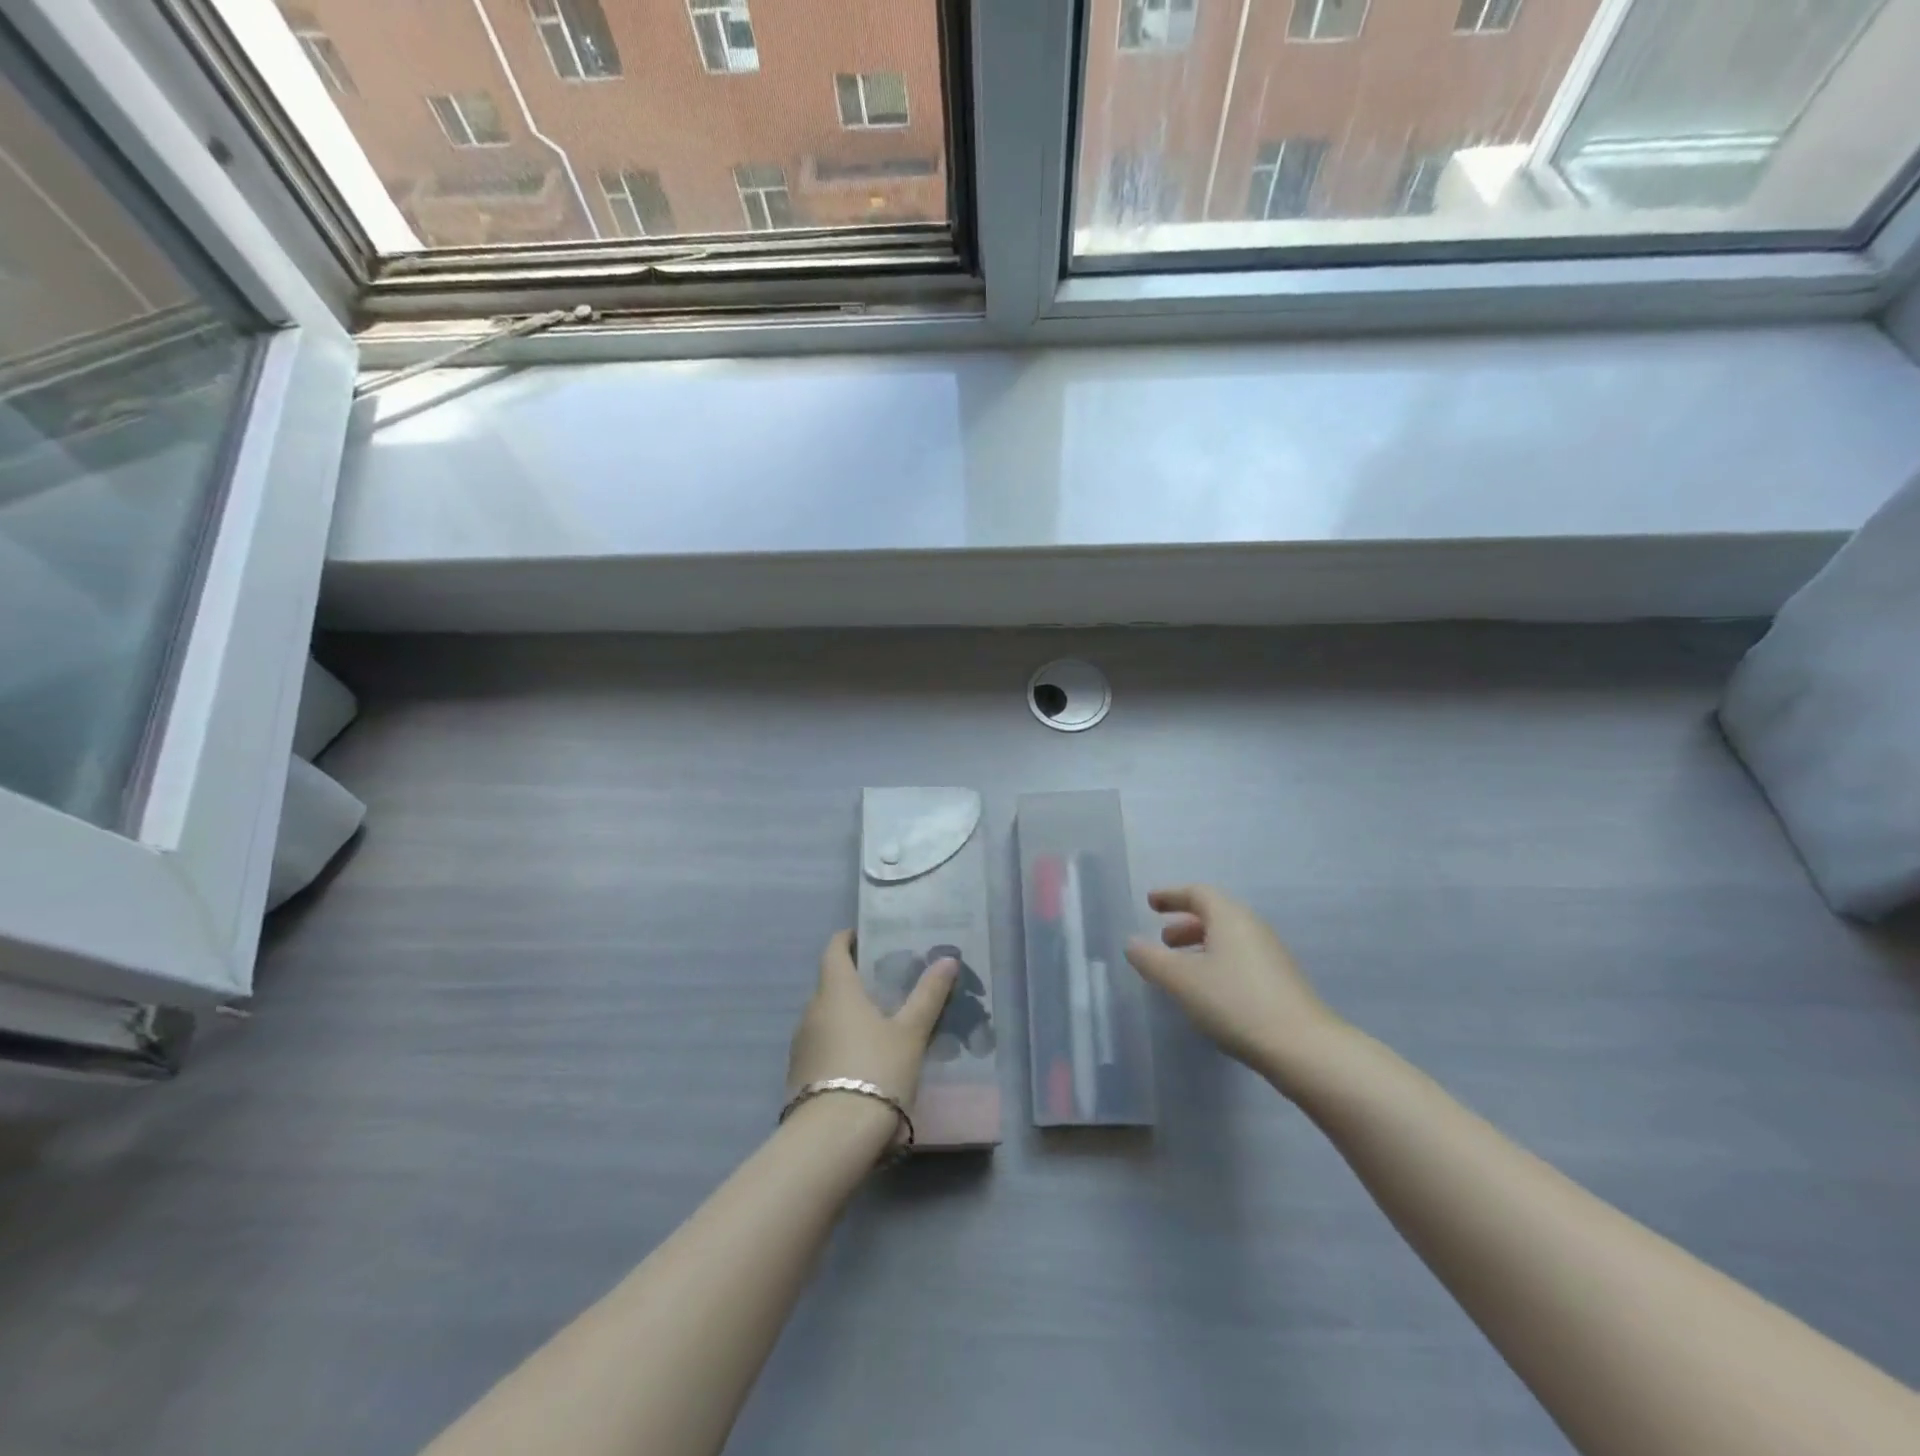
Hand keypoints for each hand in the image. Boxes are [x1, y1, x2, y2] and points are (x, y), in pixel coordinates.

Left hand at [788, 931, 957, 1112]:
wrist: (833, 1138)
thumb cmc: (876, 1070)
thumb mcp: (910, 1033)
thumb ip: (927, 996)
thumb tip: (947, 959)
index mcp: (836, 991)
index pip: (834, 950)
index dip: (847, 939)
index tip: (864, 937)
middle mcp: (812, 1010)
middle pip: (830, 984)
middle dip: (854, 981)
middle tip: (886, 986)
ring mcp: (801, 1045)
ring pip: (825, 1017)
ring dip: (846, 1015)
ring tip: (879, 1025)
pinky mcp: (799, 1076)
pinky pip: (821, 1046)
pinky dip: (839, 1043)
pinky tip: (862, 1062)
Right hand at [1126, 886, 1345, 1089]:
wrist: (1302, 1047)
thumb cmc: (1235, 1002)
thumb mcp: (1181, 980)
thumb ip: (1151, 959)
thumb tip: (1131, 943)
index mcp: (1230, 917)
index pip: (1197, 893)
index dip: (1171, 895)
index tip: (1151, 902)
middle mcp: (1252, 928)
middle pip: (1214, 915)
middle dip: (1184, 923)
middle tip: (1162, 940)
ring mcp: (1270, 955)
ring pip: (1227, 940)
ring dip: (1200, 946)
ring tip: (1179, 969)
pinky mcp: (1280, 982)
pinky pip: (1239, 959)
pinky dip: (1216, 963)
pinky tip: (1207, 992)